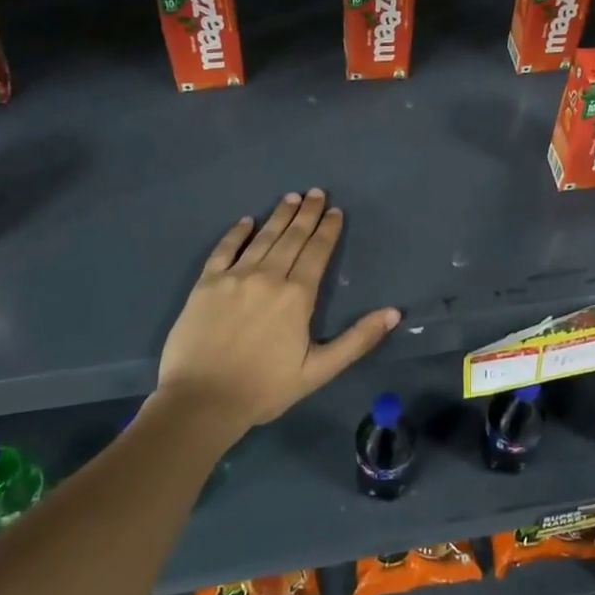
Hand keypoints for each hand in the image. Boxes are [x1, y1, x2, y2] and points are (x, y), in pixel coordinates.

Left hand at [153, 190, 400, 439]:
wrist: (201, 401)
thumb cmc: (264, 388)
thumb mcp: (319, 370)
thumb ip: (357, 340)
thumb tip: (394, 313)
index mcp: (297, 296)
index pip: (317, 253)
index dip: (328, 230)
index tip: (335, 211)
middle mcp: (267, 277)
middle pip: (291, 238)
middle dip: (306, 214)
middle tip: (316, 193)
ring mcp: (234, 277)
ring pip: (262, 238)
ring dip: (279, 216)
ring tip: (291, 197)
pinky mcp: (206, 284)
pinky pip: (224, 250)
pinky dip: (236, 233)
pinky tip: (246, 221)